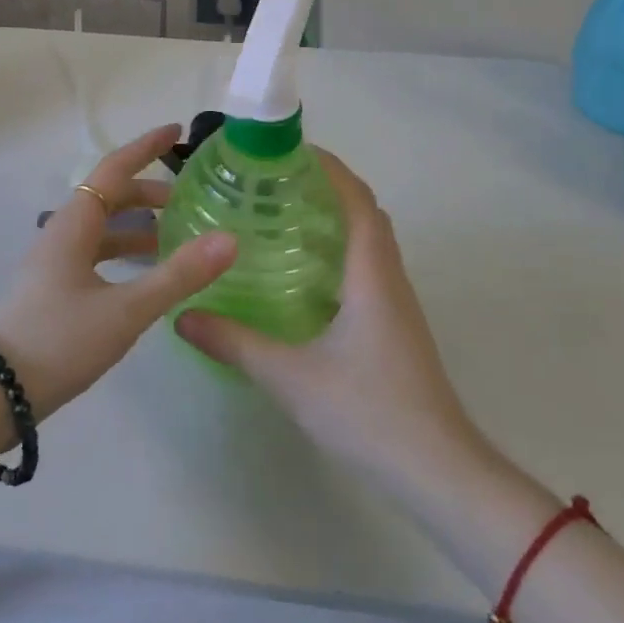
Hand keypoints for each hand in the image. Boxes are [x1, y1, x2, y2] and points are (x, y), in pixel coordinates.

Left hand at [0, 124, 235, 417]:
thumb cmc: (62, 340)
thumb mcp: (127, 310)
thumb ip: (179, 275)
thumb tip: (229, 239)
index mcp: (74, 224)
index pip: (114, 170)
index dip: (147, 148)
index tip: (177, 132)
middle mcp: (62, 233)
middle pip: (109, 197)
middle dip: (148, 191)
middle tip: (188, 198)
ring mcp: (54, 261)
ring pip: (102, 227)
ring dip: (137, 224)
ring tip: (174, 236)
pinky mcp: (53, 286)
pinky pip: (95, 252)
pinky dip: (123, 251)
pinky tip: (144, 274)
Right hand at [175, 150, 483, 485]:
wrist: (439, 472)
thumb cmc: (369, 412)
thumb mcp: (291, 377)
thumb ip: (235, 343)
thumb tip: (184, 315)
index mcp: (371, 274)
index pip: (356, 199)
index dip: (329, 167)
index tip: (290, 150)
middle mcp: (389, 278)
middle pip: (365, 212)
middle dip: (328, 186)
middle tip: (277, 180)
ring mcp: (397, 303)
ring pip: (370, 240)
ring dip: (336, 217)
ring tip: (285, 215)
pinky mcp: (396, 326)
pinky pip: (369, 267)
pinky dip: (341, 250)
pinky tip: (305, 274)